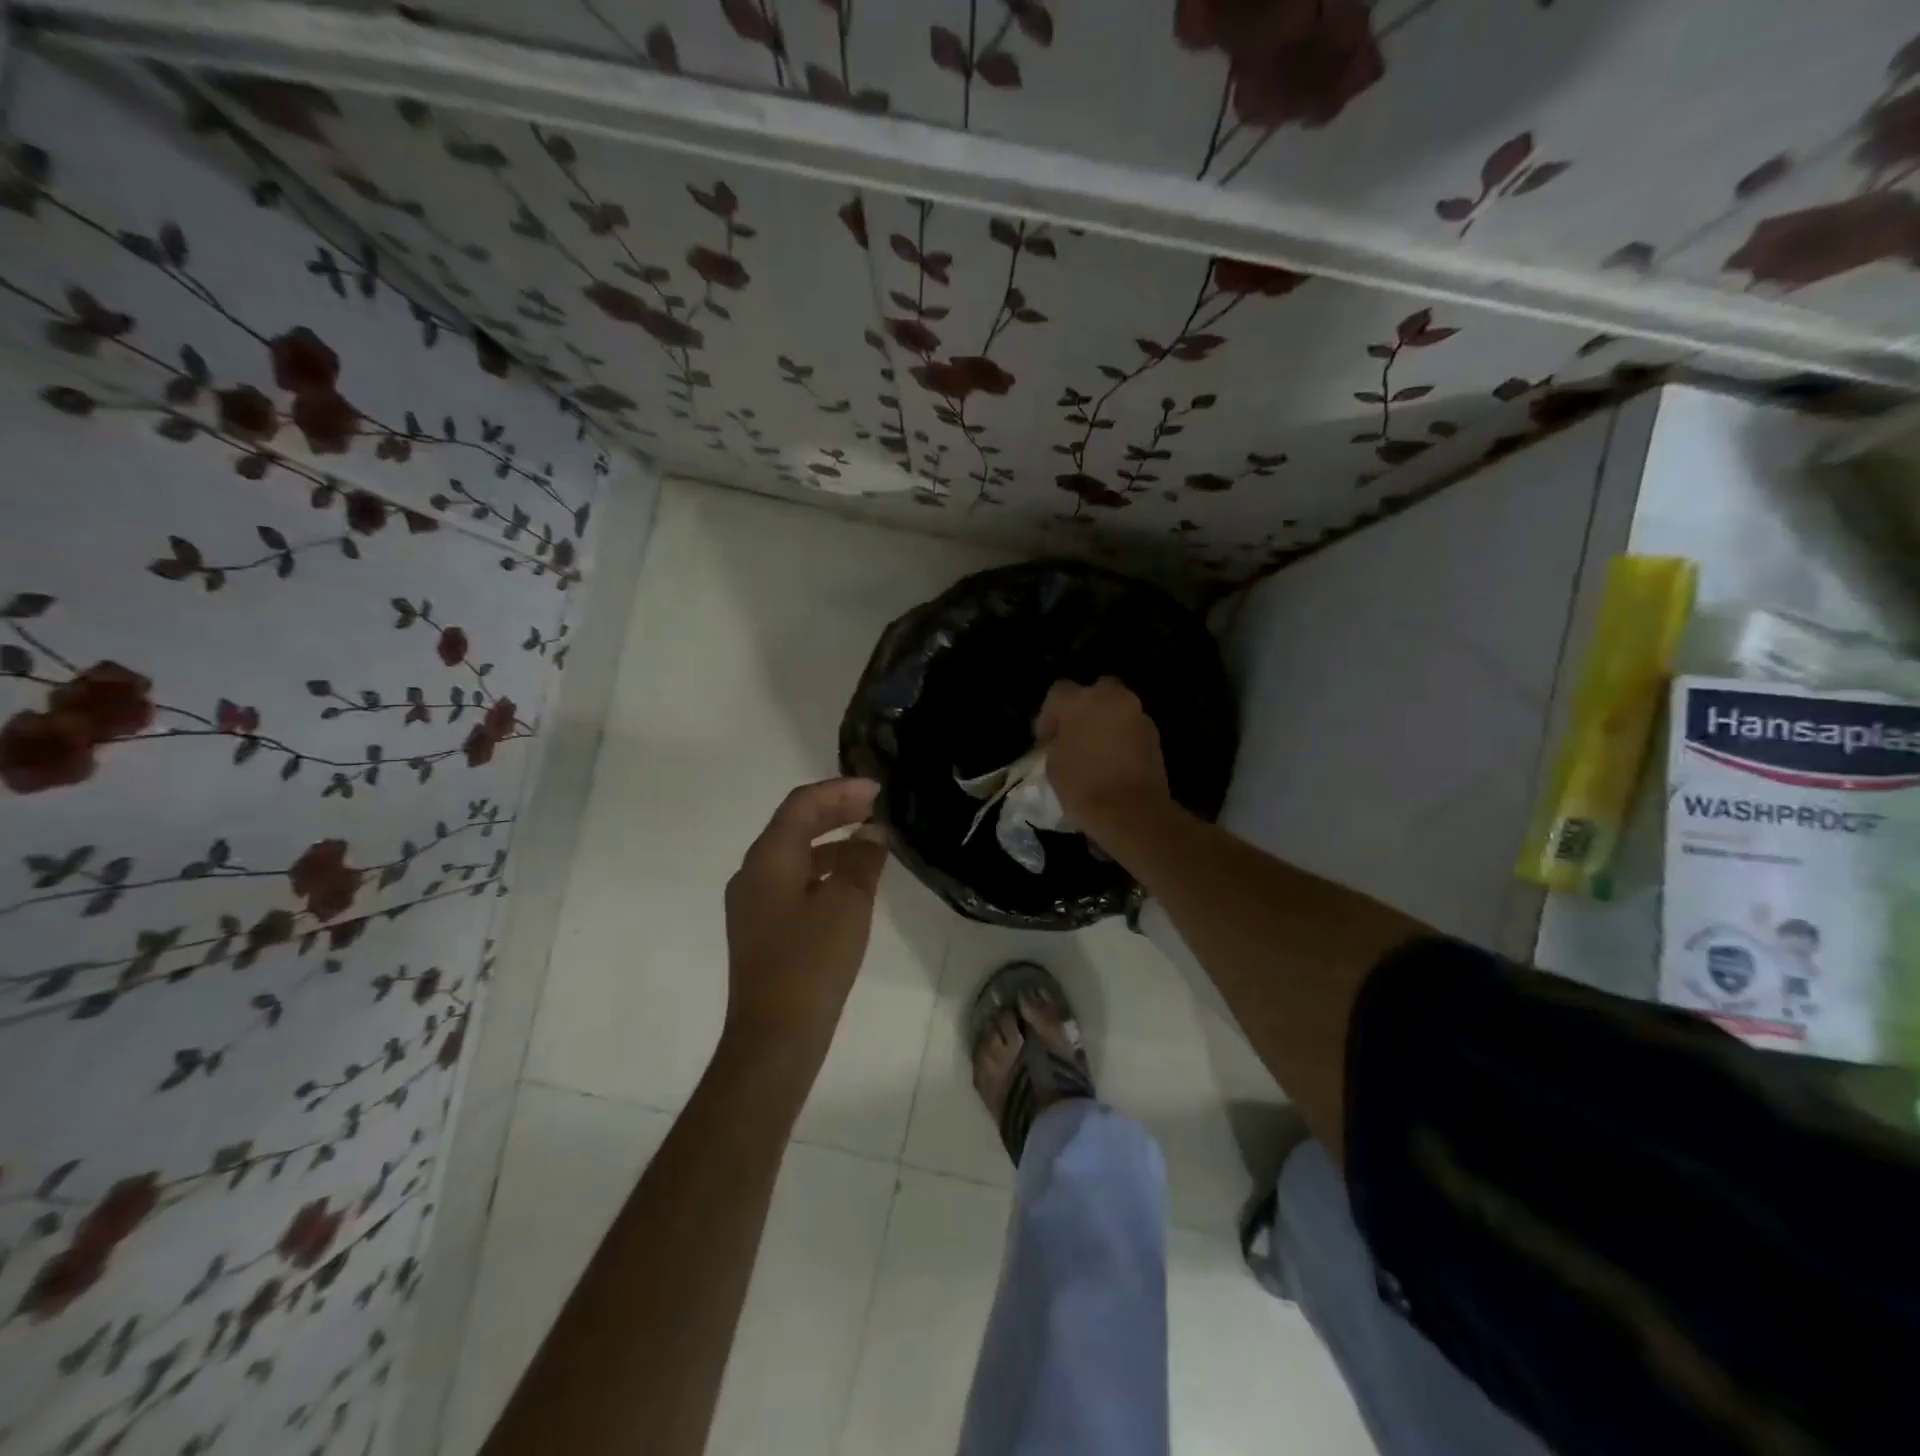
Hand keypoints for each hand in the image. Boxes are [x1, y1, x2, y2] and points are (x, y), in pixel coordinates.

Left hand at [723, 778, 888, 1067]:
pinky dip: (822, 869)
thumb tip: (872, 834)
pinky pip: (792, 880)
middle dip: (835, 811)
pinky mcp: (761, 927)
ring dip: (830, 840)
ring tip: (870, 840)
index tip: (877, 790)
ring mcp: (753, 901)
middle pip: (794, 824)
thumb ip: (861, 860)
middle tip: (875, 806)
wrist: (774, 1037)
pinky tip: (850, 881)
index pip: (802, 805)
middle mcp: (753, 872)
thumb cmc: (812, 963)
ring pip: (793, 853)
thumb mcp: (848, 904)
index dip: (840, 791)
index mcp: (768, 858)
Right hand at [1034, 678, 1171, 840]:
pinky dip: (1122, 736)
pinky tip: (1114, 759)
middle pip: (1094, 691)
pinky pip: (1131, 726)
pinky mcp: (1154, 733)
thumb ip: (1057, 742)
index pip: (1058, 692)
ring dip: (1105, 721)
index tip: (1046, 740)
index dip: (1049, 715)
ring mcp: (1136, 714)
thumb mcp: (1053, 764)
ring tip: (1095, 749)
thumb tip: (1062, 740)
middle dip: (1083, 709)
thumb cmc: (1083, 787)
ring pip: (1116, 707)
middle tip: (1074, 734)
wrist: (1132, 812)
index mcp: (1079, 701)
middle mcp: (1110, 697)